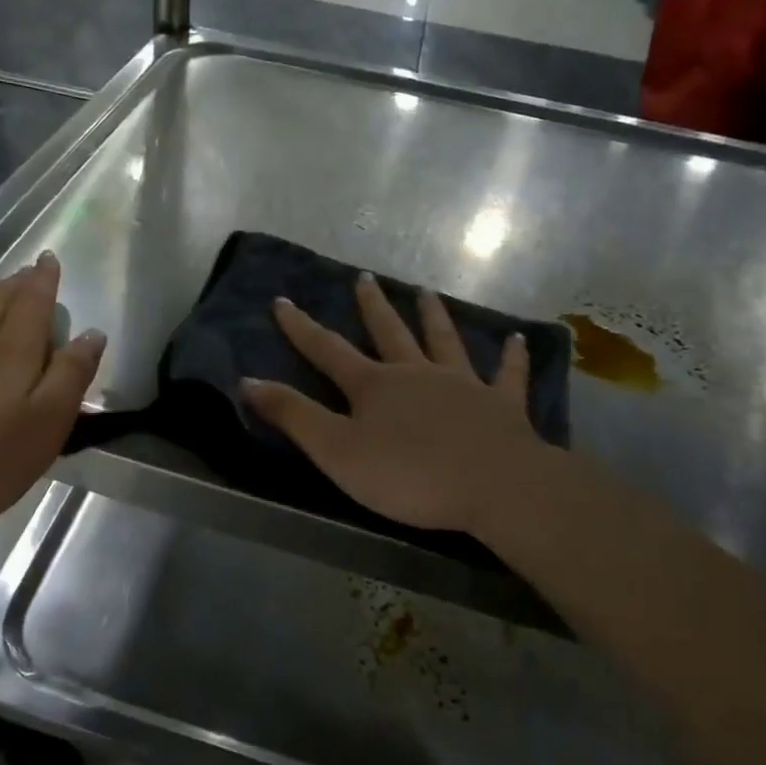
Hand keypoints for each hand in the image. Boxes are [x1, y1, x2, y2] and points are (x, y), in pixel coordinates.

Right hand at [243, 274, 547, 534]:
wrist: (493, 486)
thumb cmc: (407, 474)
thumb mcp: (336, 451)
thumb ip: (294, 415)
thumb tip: (247, 381)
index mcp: (374, 385)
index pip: (328, 350)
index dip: (302, 328)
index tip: (282, 301)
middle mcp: (416, 373)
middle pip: (389, 333)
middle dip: (372, 306)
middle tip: (364, 277)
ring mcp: (462, 385)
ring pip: (444, 342)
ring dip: (433, 316)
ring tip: (426, 292)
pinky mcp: (501, 406)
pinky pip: (508, 376)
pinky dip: (512, 357)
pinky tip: (518, 339)